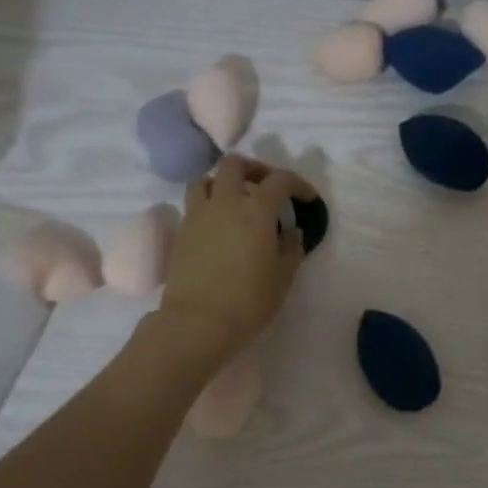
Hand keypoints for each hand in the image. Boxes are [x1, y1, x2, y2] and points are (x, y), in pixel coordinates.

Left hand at [154, 155, 312, 366]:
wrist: (197, 323)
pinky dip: (208, 205)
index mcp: (256, 210)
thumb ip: (291, 248)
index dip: (297, 183)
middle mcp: (225, 202)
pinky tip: (219, 226)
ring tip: (235, 201)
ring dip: (223, 182)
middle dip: (253, 169)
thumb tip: (291, 232)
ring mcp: (198, 215)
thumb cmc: (249, 301)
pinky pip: (194, 204)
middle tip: (266, 186)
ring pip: (205, 179)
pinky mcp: (181, 232)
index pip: (279, 180)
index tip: (306, 197)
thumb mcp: (283, 277)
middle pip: (234, 164)